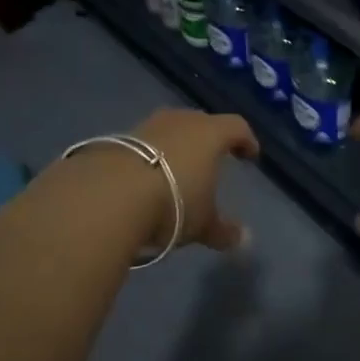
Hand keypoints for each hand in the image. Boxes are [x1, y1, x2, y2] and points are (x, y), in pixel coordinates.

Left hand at [127, 109, 258, 251]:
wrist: (109, 194)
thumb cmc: (173, 202)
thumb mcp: (202, 224)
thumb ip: (223, 230)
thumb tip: (244, 239)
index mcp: (210, 133)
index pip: (236, 127)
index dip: (246, 140)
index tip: (250, 155)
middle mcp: (181, 121)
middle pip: (202, 122)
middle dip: (210, 139)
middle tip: (214, 158)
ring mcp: (148, 125)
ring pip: (171, 129)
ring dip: (178, 145)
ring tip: (179, 169)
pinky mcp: (120, 137)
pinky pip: (146, 142)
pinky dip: (152, 155)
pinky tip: (148, 176)